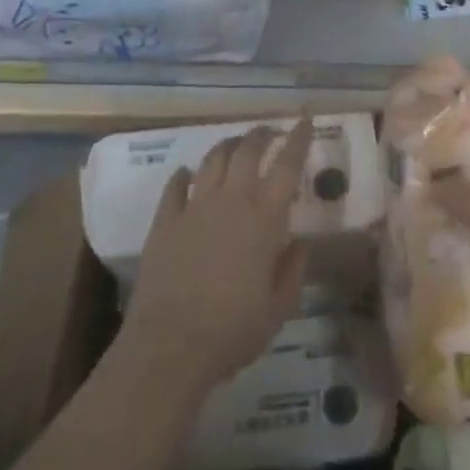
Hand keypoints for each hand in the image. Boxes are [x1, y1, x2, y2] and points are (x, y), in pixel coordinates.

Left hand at [120, 118, 311, 401]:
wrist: (169, 347)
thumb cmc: (232, 331)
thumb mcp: (279, 309)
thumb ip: (293, 270)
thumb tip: (299, 242)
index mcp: (264, 218)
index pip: (287, 165)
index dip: (298, 139)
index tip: (304, 122)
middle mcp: (231, 201)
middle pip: (247, 151)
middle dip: (260, 134)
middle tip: (269, 131)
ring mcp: (194, 208)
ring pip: (212, 160)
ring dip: (226, 146)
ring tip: (234, 145)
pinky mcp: (164, 222)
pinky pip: (175, 187)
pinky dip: (183, 175)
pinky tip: (186, 174)